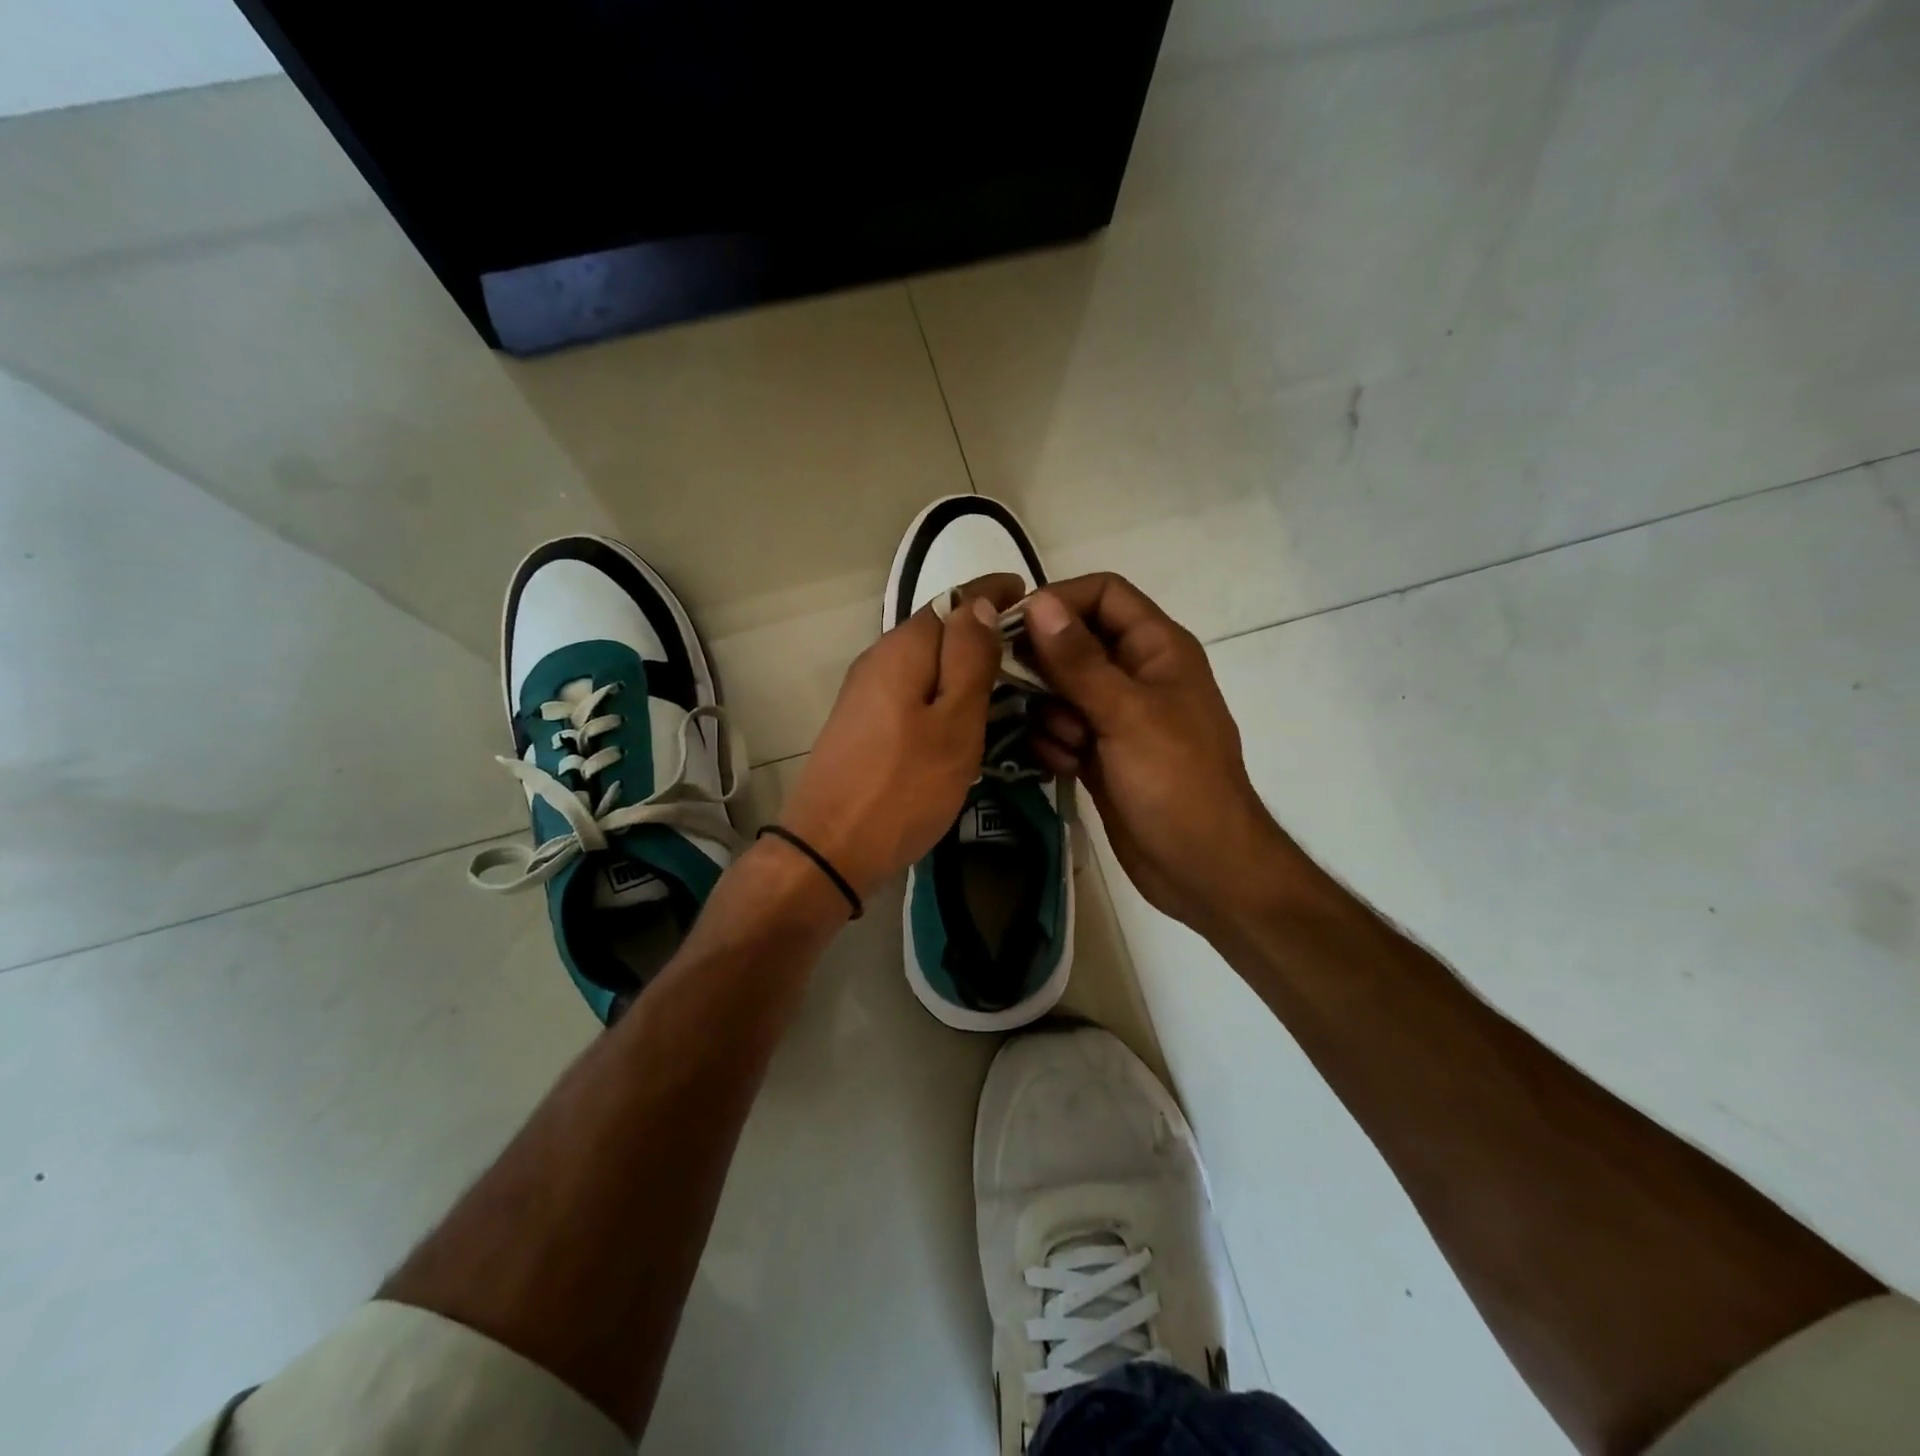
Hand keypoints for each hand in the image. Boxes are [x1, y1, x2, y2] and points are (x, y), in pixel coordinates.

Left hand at [778, 574, 1026, 900]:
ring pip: (925, 664)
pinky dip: (943, 694)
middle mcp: (878, 659)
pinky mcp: (863, 723)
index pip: (954, 599)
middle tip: (1030, 654)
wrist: (830, 849)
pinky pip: (912, 692)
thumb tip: (979, 603)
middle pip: (937, 630)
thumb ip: (969, 659)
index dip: (993, 594)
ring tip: (1006, 686)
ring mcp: (865, 693)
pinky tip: (964, 718)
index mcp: (902, 649)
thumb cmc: (904, 787)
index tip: (1031, 597)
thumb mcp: (954, 723)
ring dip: (963, 666)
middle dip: (982, 632)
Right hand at [1022, 574, 1287, 930]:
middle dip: (1044, 664)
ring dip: (1050, 713)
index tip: (1013, 625)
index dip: (1060, 599)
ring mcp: (1117, 716)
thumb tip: (1037, 603)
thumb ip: (1079, 660)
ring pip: (1060, 689)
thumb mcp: (1126, 714)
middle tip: (1012, 686)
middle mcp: (1136, 674)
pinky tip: (1066, 767)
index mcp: (1157, 649)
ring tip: (1067, 743)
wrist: (1201, 867)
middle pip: (1074, 641)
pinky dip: (1055, 744)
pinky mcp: (1100, 753)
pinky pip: (1061, 729)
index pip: (1104, 594)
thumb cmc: (1176, 782)